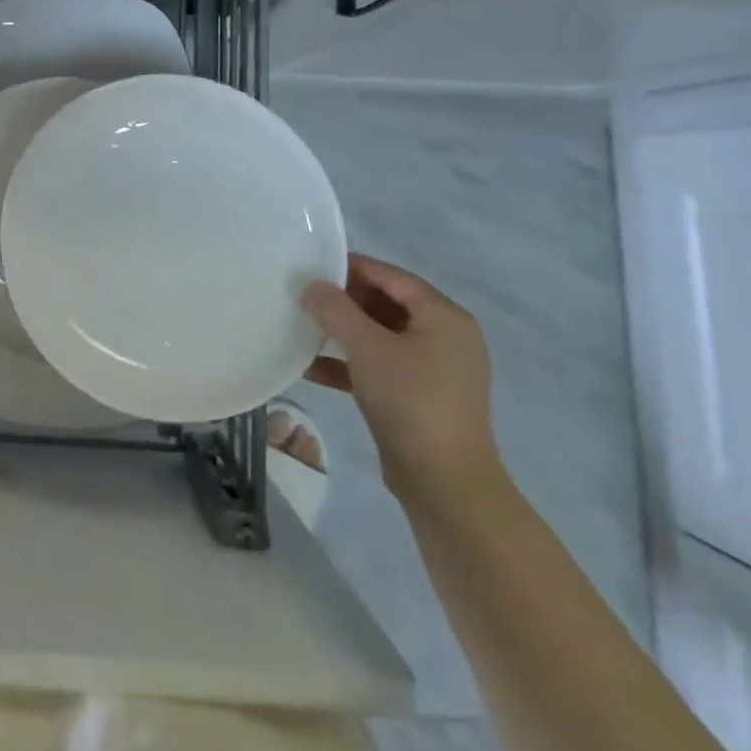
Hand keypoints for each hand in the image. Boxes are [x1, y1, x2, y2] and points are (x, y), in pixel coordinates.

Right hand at [302, 254, 501, 508]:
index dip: (353, 267)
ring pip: (382, 337)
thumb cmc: (410, 400)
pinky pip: (381, 367)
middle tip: (304, 296)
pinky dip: (351, 364)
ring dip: (344, 333)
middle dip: (345, 301)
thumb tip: (312, 285)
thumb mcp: (366, 347)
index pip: (393, 276)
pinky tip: (311, 369)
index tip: (313, 266)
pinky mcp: (422, 399)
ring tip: (303, 328)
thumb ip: (335, 309)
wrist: (445, 484)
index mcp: (445, 317)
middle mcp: (446, 338)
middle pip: (388, 304)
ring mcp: (436, 371)